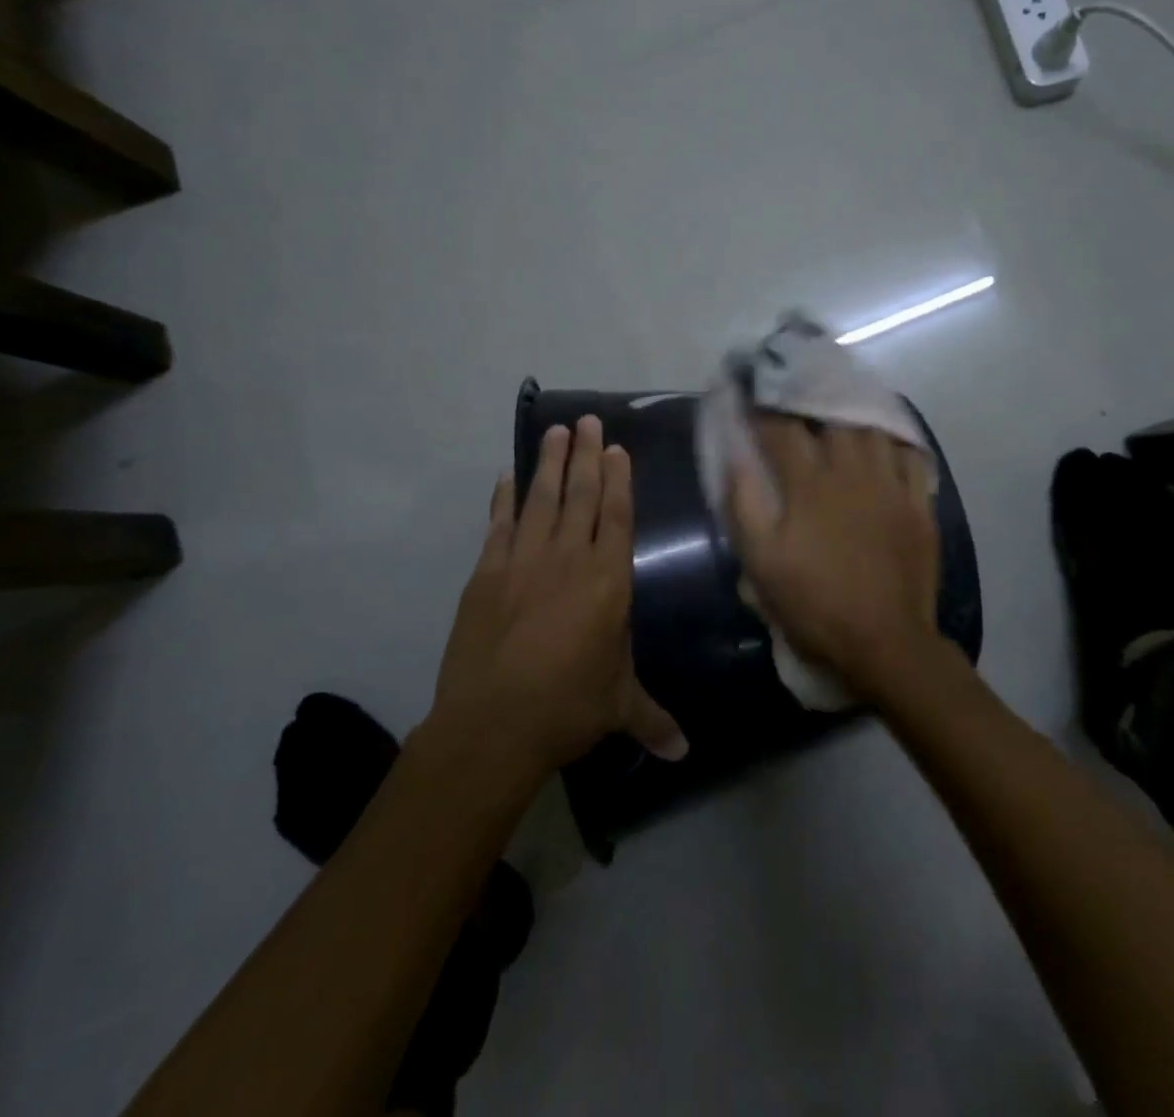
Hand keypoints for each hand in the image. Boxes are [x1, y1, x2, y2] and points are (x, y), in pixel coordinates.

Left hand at [433, 416, 686, 774]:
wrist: (492, 725)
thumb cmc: (567, 708)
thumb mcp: (618, 708)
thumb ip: (653, 719)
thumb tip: (685, 754)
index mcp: (608, 581)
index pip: (618, 516)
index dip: (618, 479)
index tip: (616, 447)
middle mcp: (569, 560)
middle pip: (581, 495)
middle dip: (586, 455)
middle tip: (586, 420)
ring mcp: (524, 562)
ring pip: (541, 500)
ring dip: (549, 463)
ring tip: (554, 430)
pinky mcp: (487, 574)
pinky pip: (499, 526)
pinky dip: (503, 499)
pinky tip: (507, 476)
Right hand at [727, 417, 942, 702]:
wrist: (884, 642)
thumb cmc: (814, 603)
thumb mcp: (761, 562)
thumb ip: (744, 504)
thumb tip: (734, 456)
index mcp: (809, 485)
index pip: (781, 429)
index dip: (762, 406)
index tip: (749, 391)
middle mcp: (852, 472)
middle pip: (832, 417)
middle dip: (810, 399)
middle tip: (796, 392)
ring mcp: (891, 486)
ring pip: (873, 429)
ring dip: (853, 413)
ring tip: (840, 406)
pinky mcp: (918, 505)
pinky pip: (912, 455)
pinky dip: (896, 439)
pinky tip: (885, 437)